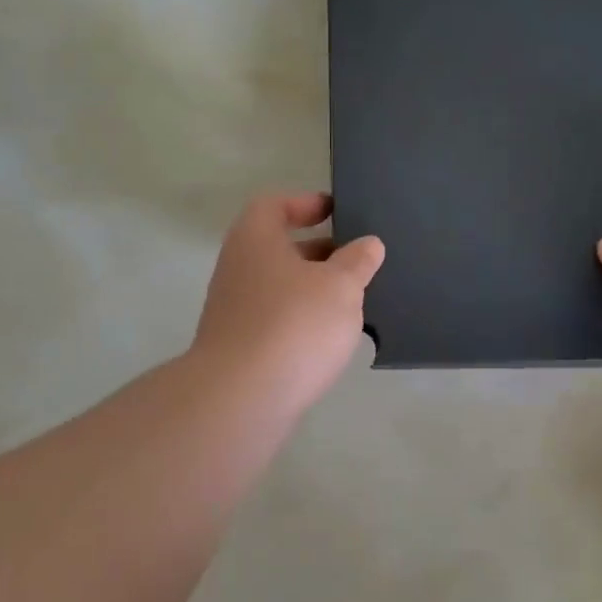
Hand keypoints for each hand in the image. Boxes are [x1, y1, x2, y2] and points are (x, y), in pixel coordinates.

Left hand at [192, 193, 385, 413]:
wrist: (241, 398)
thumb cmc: (294, 325)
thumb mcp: (340, 287)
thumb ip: (357, 262)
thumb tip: (368, 244)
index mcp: (256, 240)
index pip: (273, 205)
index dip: (304, 203)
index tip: (334, 211)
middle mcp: (237, 268)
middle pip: (277, 247)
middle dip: (317, 250)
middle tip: (354, 259)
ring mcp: (233, 310)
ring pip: (278, 286)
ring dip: (311, 288)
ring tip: (351, 300)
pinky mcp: (238, 346)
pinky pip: (275, 320)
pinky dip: (300, 320)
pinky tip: (328, 338)